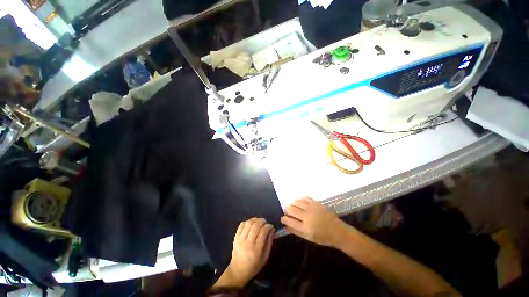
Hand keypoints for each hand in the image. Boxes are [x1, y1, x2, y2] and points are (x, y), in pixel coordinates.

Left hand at [213, 218, 273, 287]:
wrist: (237, 271)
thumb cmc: (254, 266)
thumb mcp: (265, 258)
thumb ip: (269, 243)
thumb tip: (272, 230)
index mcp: (256, 249)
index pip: (263, 232)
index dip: (269, 226)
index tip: (271, 226)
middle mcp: (248, 242)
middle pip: (256, 225)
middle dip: (262, 221)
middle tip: (265, 222)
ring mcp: (240, 239)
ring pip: (249, 223)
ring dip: (255, 219)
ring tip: (259, 221)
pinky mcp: (235, 237)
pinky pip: (241, 224)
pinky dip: (247, 221)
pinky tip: (251, 223)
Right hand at [281, 197, 346, 246]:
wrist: (337, 231)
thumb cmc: (323, 237)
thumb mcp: (308, 238)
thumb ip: (296, 232)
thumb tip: (286, 226)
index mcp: (305, 228)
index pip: (290, 221)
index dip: (284, 219)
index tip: (282, 218)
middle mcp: (307, 216)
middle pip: (292, 210)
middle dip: (287, 210)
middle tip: (287, 211)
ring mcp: (312, 208)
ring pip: (297, 202)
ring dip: (292, 204)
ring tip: (292, 206)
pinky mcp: (316, 203)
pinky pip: (305, 198)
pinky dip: (300, 200)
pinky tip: (300, 202)